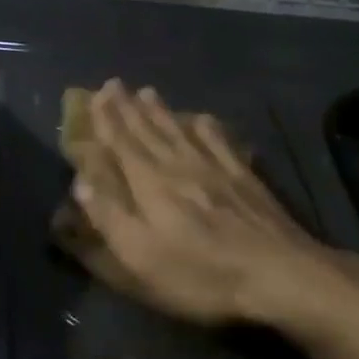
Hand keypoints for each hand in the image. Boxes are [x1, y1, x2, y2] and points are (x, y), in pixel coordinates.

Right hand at [71, 81, 339, 325]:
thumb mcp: (141, 257)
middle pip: (149, 131)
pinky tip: (203, 118)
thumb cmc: (201, 274)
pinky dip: (207, 127)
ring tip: (147, 92)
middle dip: (128, 108)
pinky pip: (220, 142)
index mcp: (150, 185)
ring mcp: (215, 169)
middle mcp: (179, 166)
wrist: (279, 274)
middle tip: (114, 84)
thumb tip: (80, 182)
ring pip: (180, 131)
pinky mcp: (244, 178)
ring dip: (160, 111)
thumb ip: (110, 217)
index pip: (122, 144)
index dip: (107, 120)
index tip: (96, 95)